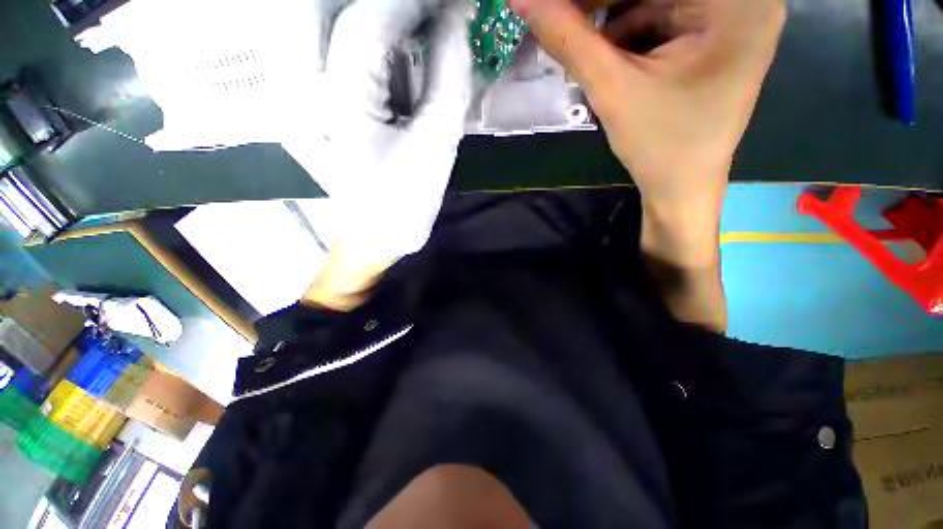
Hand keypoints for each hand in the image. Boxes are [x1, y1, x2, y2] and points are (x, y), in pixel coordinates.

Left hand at [320, 0, 473, 264]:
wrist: (379, 235)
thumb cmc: (407, 201)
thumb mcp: (437, 144)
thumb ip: (450, 77)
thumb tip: (458, 22)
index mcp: (336, 104)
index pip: (366, 24)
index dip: (411, 3)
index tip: (450, 3)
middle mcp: (305, 91)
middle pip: (343, 17)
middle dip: (395, 11)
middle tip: (434, 18)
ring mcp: (304, 98)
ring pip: (338, 32)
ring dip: (386, 27)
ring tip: (425, 32)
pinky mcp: (314, 106)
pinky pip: (341, 58)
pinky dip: (377, 48)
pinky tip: (405, 56)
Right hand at [509, 0, 784, 219]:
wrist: (681, 188)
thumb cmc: (658, 147)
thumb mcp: (612, 89)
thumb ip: (569, 39)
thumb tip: (522, 0)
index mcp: (737, 1)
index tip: (557, 6)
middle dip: (603, 4)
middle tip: (561, 16)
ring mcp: (732, 16)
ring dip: (611, 15)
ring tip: (575, 35)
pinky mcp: (714, 35)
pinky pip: (663, 14)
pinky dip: (628, 27)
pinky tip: (603, 50)